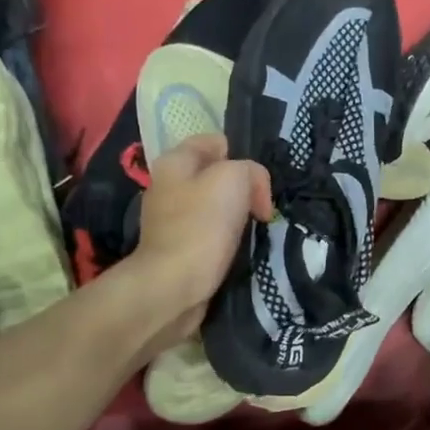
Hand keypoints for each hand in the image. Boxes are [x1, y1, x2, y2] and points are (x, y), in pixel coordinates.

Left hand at [130, 134, 272, 343]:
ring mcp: (171, 220)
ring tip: (255, 230)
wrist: (173, 286)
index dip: (241, 156)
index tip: (258, 182)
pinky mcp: (180, 249)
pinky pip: (212, 234)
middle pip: (217, 176)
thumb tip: (255, 193)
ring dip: (238, 217)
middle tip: (261, 208)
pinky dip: (228, 240)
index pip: (214, 142)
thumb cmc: (202, 226)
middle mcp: (168, 187)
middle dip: (243, 189)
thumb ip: (251, 171)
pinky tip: (240, 250)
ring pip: (216, 207)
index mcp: (174, 162)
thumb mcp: (235, 179)